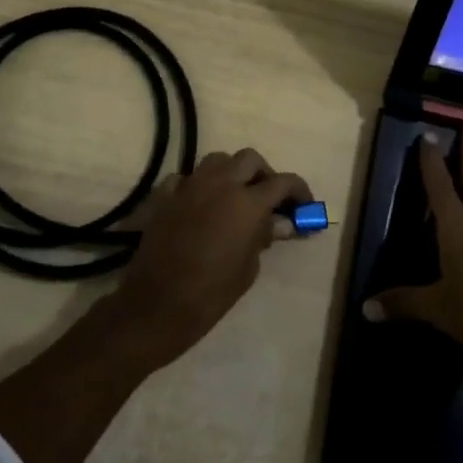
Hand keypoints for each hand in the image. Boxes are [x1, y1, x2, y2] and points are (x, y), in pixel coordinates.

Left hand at [103, 148, 311, 368]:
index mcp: (247, 202)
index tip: (304, 204)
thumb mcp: (249, 268)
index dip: (298, 190)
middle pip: (249, 159)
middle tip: (268, 197)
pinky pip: (186, 178)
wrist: (158, 303)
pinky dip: (197, 187)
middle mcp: (220, 184)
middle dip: (263, 174)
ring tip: (234, 196)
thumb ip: (263, 236)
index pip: (282, 182)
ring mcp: (190, 185)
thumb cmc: (212, 292)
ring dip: (231, 172)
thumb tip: (275, 222)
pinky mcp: (165, 195)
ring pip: (217, 160)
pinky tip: (199, 206)